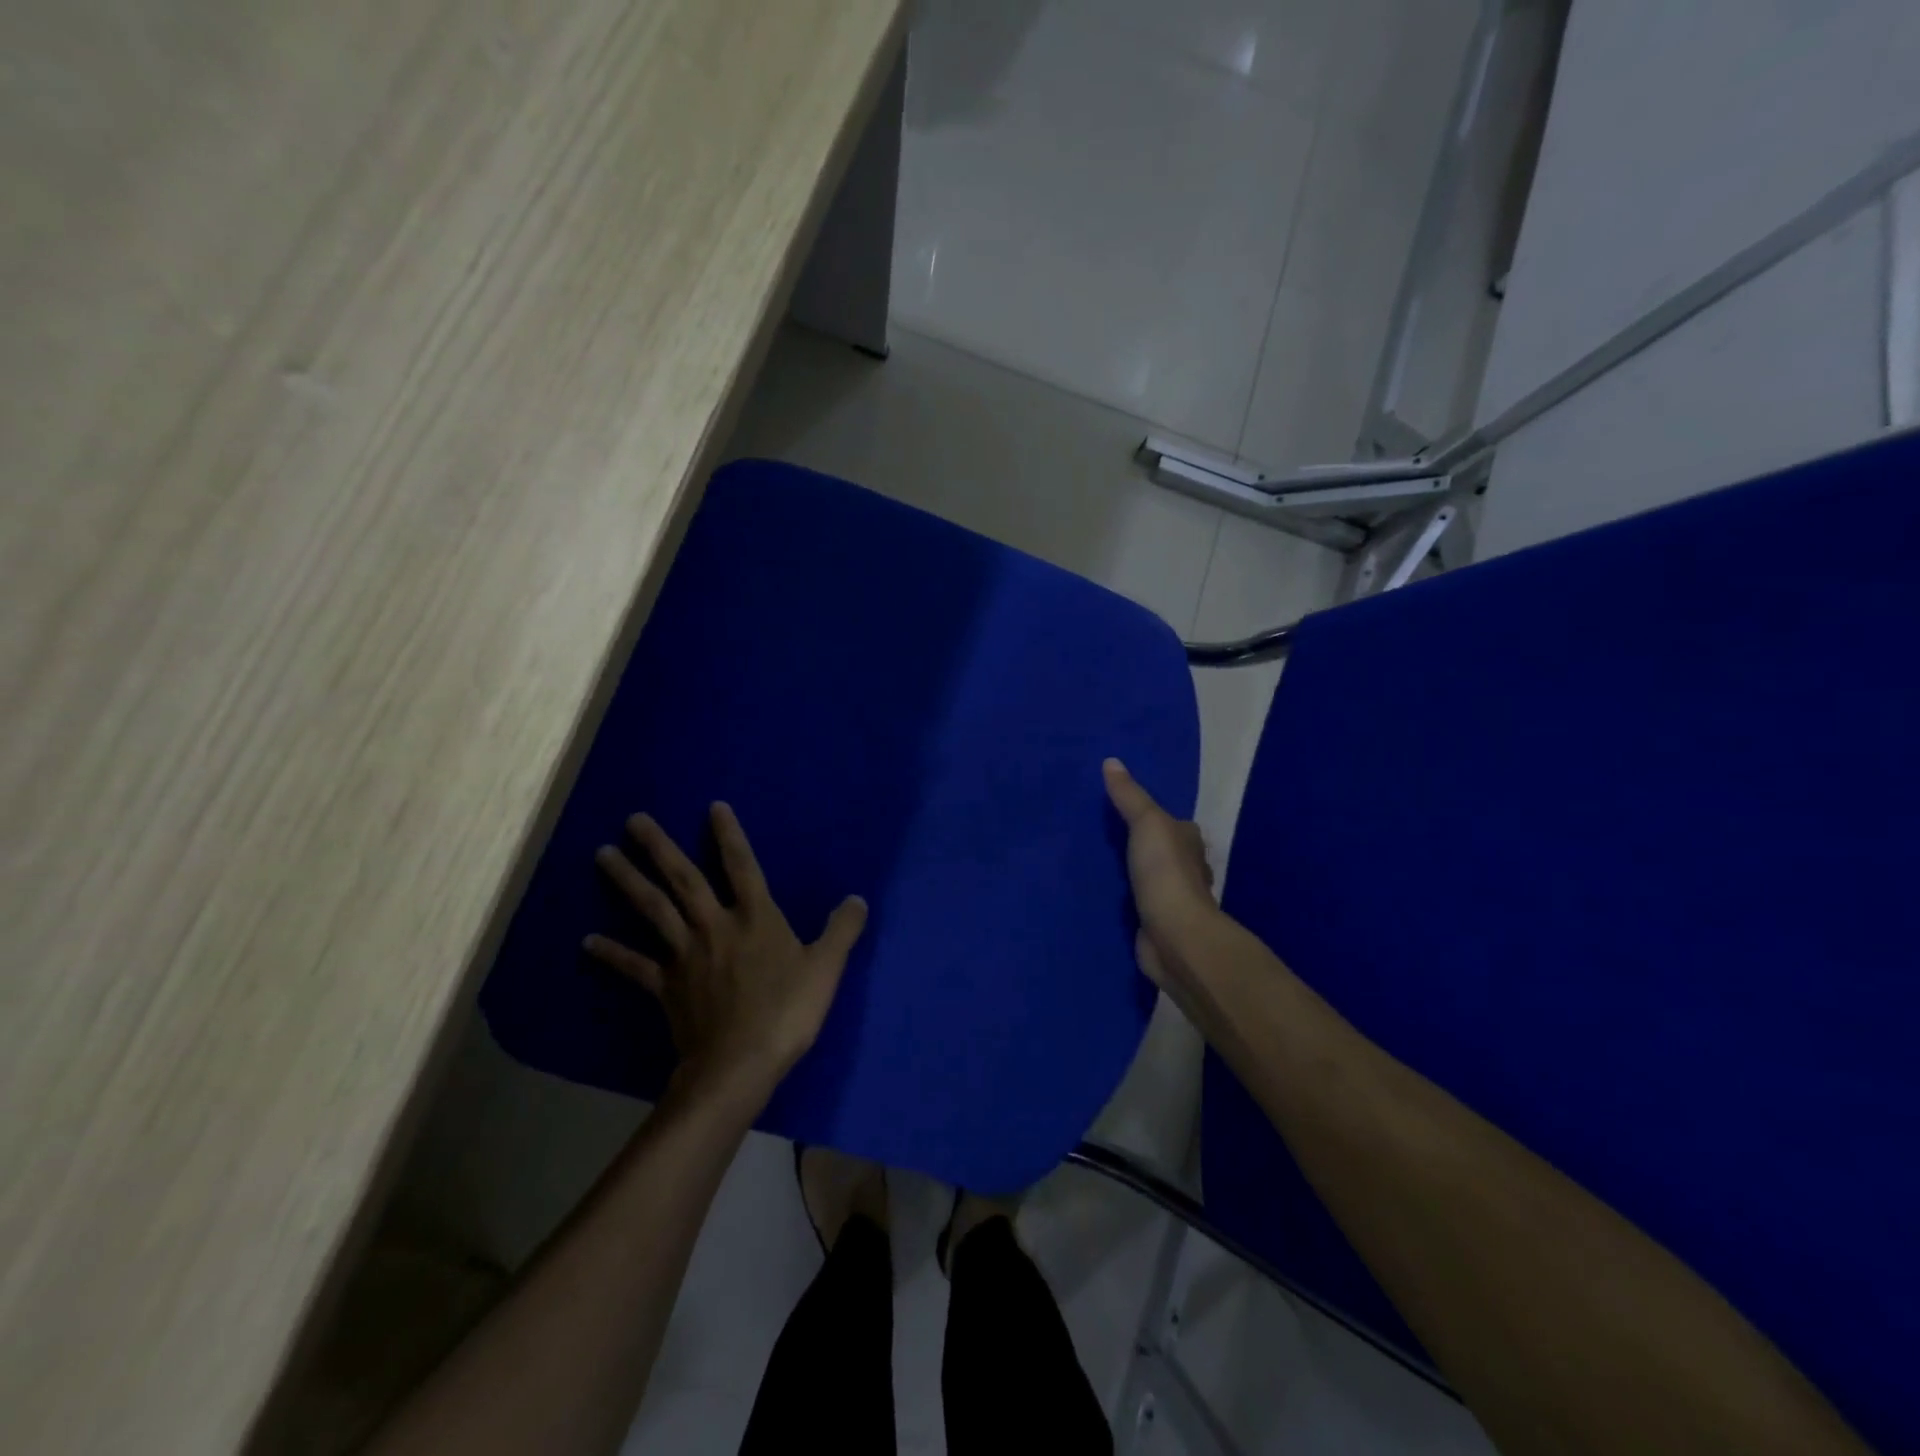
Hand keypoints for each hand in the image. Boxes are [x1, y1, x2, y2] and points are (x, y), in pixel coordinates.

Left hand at [586, 803, 867, 1103]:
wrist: (740, 1064)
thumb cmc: (787, 1012)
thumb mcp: (826, 968)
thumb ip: (842, 930)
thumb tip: (858, 899)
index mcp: (755, 917)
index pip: (741, 865)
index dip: (729, 835)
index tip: (713, 807)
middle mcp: (715, 926)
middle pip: (683, 878)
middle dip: (658, 847)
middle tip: (633, 819)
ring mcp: (685, 954)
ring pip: (653, 910)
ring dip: (627, 881)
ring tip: (603, 855)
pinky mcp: (665, 986)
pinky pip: (635, 965)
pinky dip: (612, 953)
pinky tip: (587, 941)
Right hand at [1103, 758, 1216, 991]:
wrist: (1174, 936)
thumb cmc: (1166, 873)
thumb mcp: (1147, 823)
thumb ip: (1129, 795)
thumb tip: (1111, 761)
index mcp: (1188, 840)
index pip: (1169, 821)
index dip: (1148, 813)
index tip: (1116, 807)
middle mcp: (1186, 867)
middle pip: (1159, 848)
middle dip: (1137, 843)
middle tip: (1098, 832)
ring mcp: (1171, 897)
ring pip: (1147, 876)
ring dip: (1129, 871)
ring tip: (1093, 859)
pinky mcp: (1155, 922)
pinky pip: (1135, 901)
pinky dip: (1123, 896)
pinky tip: (1102, 892)